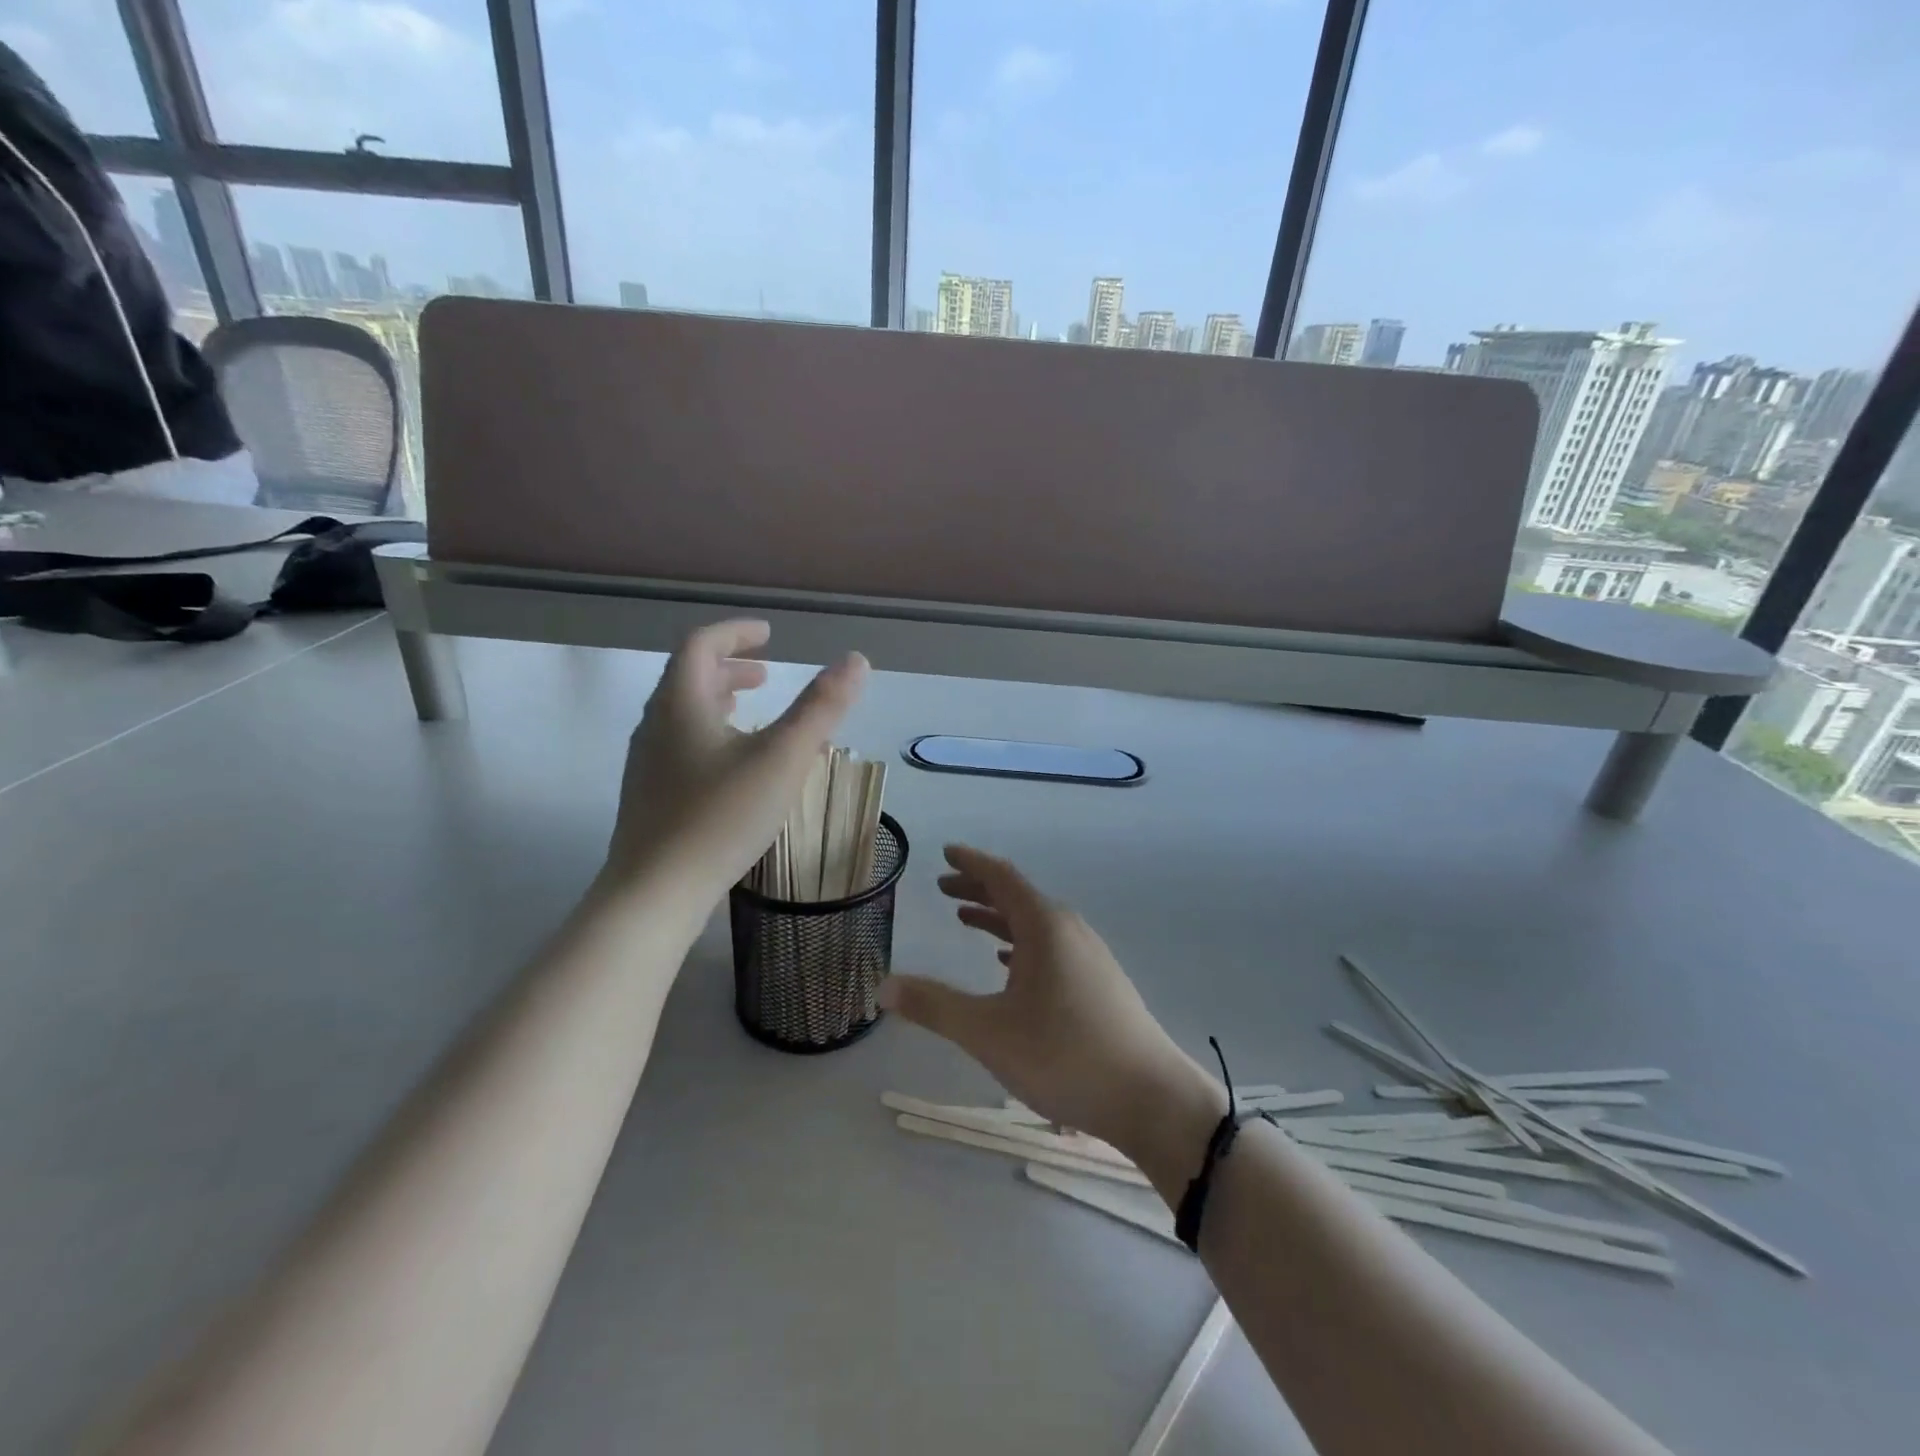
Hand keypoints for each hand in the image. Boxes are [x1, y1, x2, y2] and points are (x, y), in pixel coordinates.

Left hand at [604, 620, 866, 896]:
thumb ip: (821, 708)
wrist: (655, 892)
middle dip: (730, 668)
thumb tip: (856, 661)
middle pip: (689, 678)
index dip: (735, 633)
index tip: (768, 635)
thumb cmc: (721, 816)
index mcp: (681, 703)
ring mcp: (648, 762)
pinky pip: (682, 745)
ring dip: (720, 701)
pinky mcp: (651, 795)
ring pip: (684, 714)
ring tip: (753, 710)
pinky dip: (712, 734)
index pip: (701, 645)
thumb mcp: (783, 758)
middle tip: (767, 674)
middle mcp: (656, 724)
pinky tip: (736, 765)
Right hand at [878, 846, 1223, 1164]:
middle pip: (1017, 897)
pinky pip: (1051, 947)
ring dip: (999, 918)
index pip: (1002, 878)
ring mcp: (1089, 956)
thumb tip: (883, 987)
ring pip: (1035, 924)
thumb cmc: (1064, 1055)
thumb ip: (935, 1006)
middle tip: (943, 888)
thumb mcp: (989, 1032)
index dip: (971, 863)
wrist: (1150, 1098)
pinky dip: (1022, 944)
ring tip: (966, 921)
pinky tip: (1009, 964)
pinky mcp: (1099, 983)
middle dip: (978, 889)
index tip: (945, 852)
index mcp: (1045, 926)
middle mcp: (1069, 930)